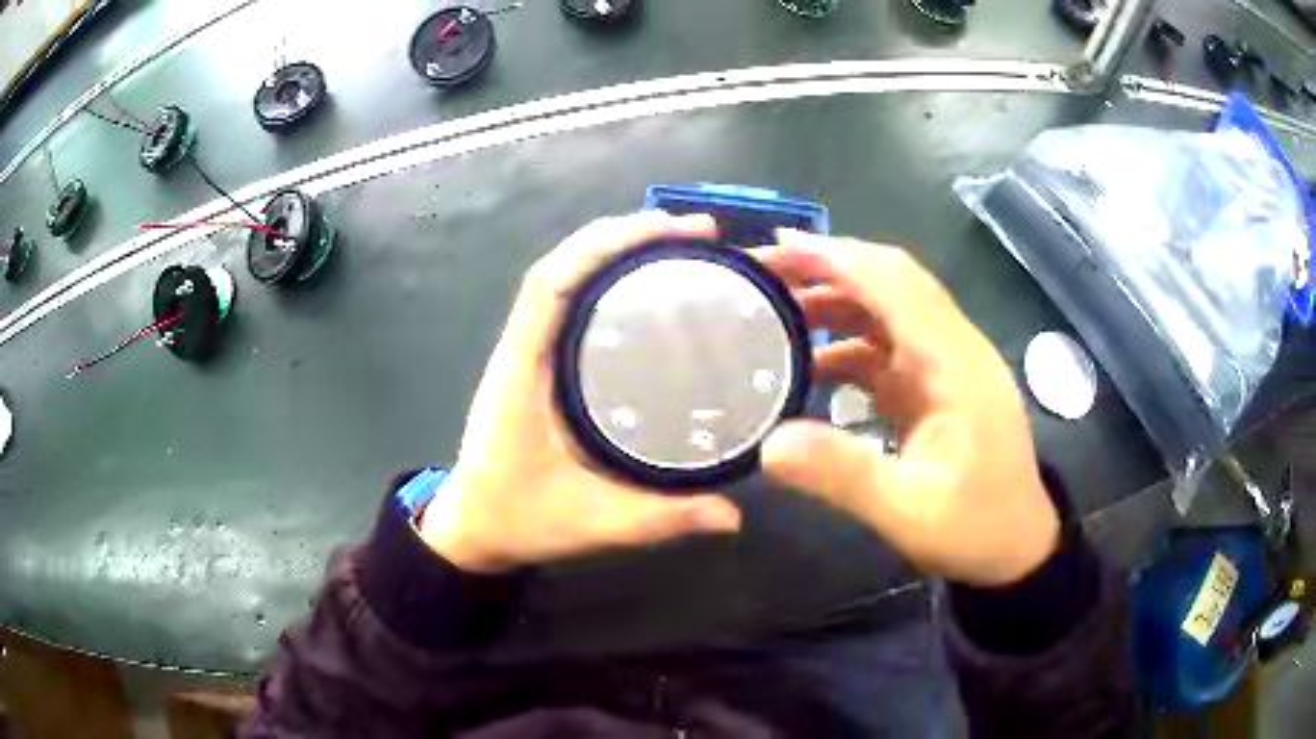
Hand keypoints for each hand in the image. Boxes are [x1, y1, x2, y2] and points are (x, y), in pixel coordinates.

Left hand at [419, 213, 742, 572]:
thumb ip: (663, 518)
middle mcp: (522, 347)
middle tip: (695, 234)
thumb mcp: (593, 522)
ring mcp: (527, 352)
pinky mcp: (538, 364)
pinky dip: (604, 279)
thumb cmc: (517, 520)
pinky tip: (646, 287)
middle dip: (625, 236)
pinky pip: (568, 303)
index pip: (553, 280)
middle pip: (564, 264)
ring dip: (615, 251)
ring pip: (565, 278)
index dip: (608, 244)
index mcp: (523, 370)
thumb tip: (734, 517)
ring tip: (679, 246)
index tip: (671, 231)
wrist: (473, 530)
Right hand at [757, 230, 1058, 586]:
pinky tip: (809, 363)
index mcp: (958, 363)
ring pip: (887, 311)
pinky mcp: (935, 386)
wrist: (1016, 548)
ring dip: (835, 302)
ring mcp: (946, 366)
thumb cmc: (975, 529)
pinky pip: (887, 348)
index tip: (779, 248)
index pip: (897, 286)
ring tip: (776, 310)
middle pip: (892, 284)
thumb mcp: (909, 512)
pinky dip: (846, 344)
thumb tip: (768, 445)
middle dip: (829, 267)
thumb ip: (843, 475)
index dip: (839, 259)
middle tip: (766, 272)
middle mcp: (954, 349)